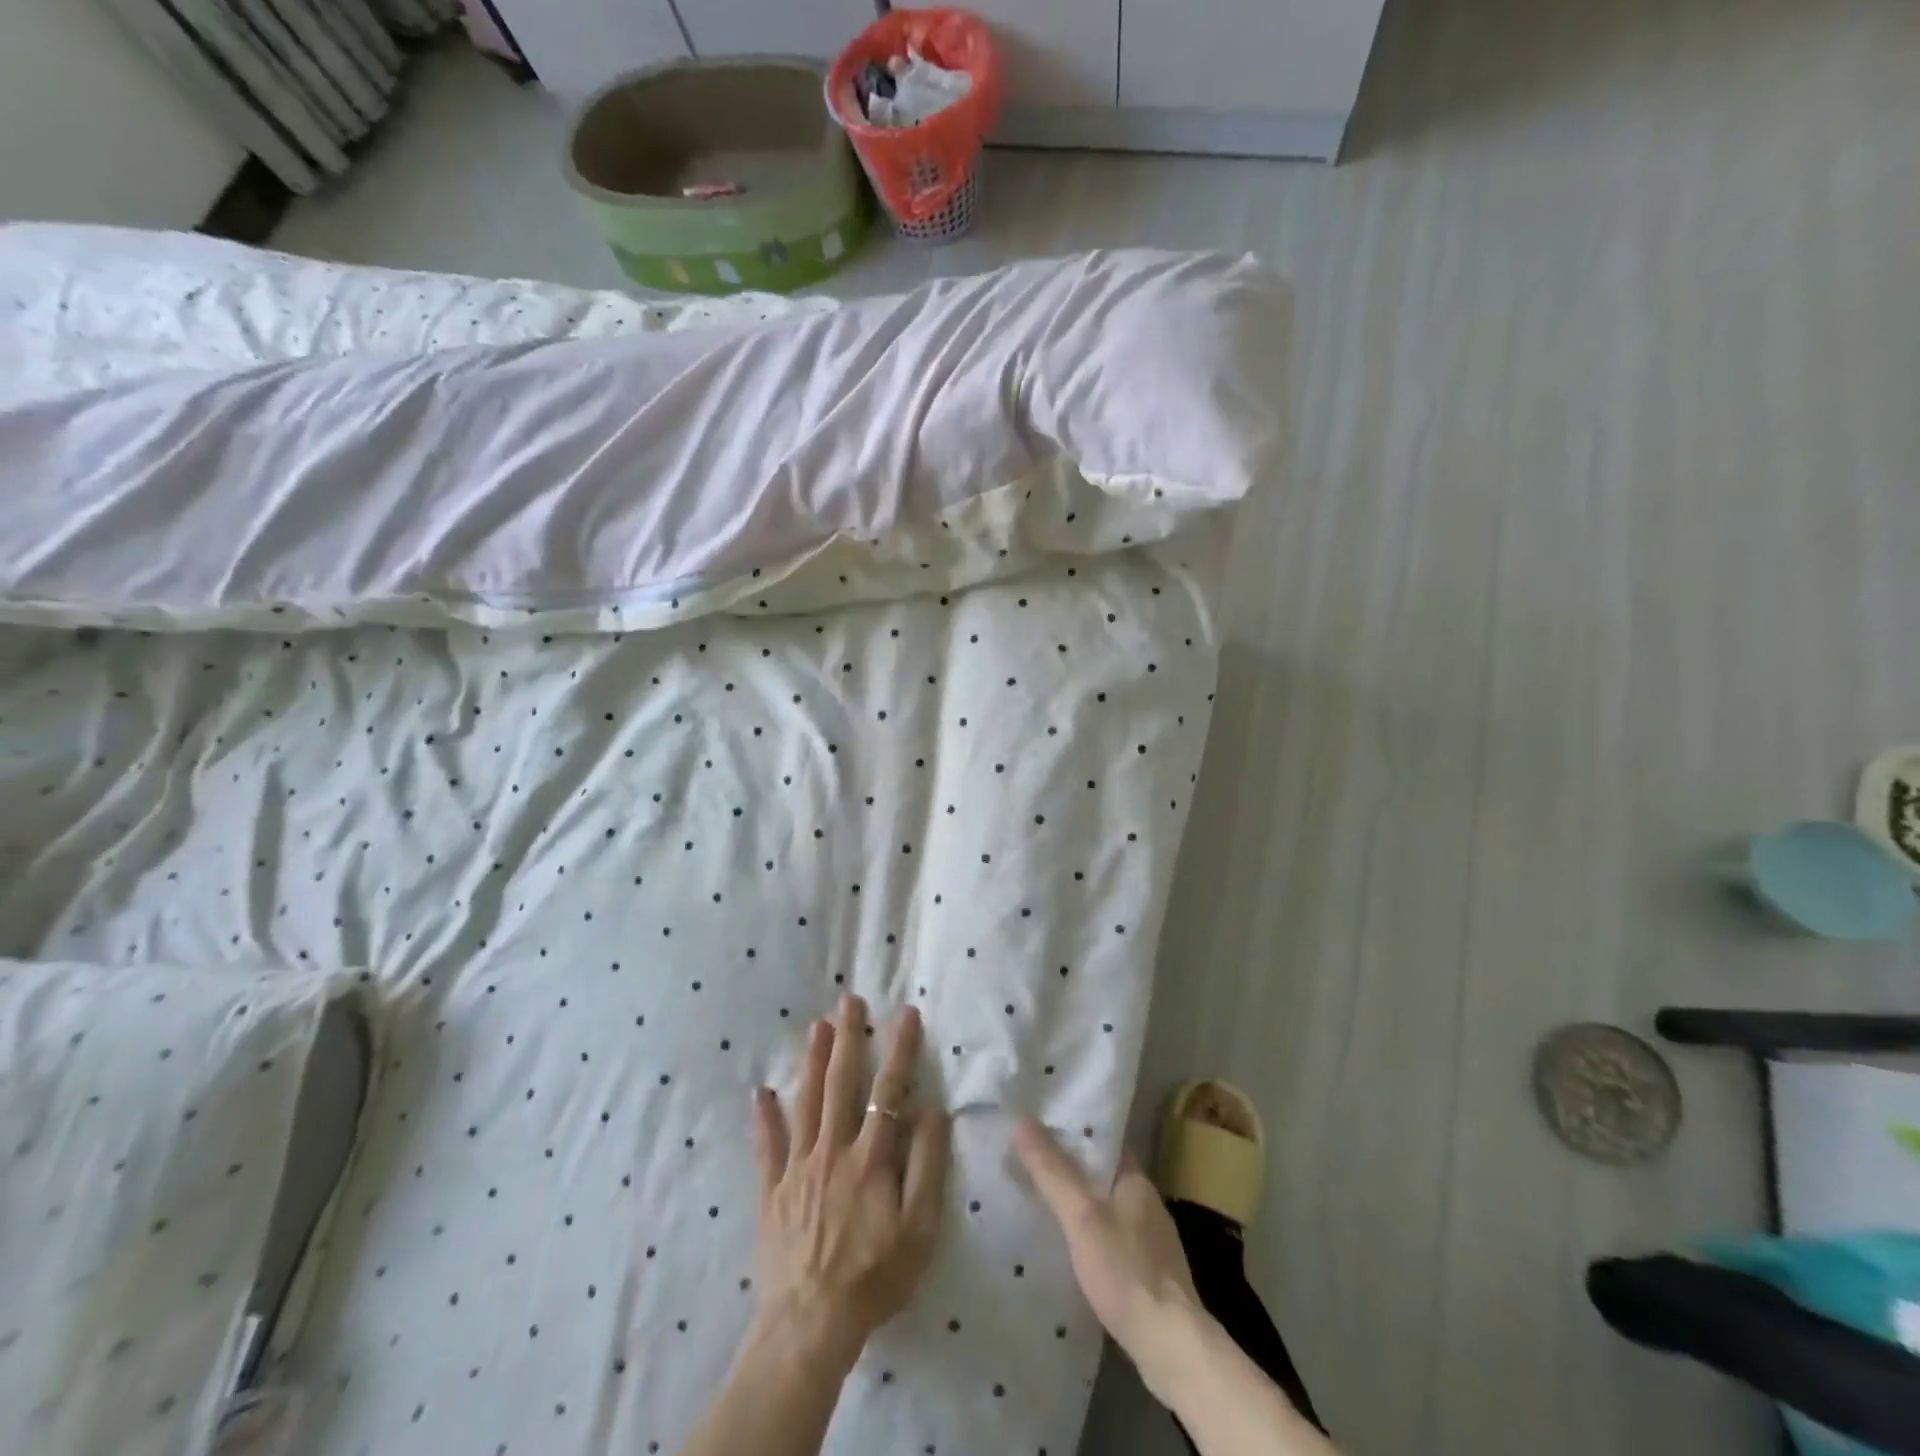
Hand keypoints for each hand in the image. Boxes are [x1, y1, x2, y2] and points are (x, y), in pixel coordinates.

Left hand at [748, 995, 950, 1375]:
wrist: (810, 1324)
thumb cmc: (874, 1276)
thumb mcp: (920, 1229)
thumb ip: (927, 1166)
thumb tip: (932, 1111)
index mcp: (870, 1157)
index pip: (888, 1090)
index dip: (899, 1049)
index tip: (905, 1013)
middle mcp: (832, 1150)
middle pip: (840, 1083)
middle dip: (848, 1038)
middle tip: (849, 1000)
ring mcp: (797, 1167)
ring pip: (805, 1102)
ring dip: (811, 1061)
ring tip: (816, 1026)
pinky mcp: (772, 1191)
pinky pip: (766, 1147)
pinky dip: (763, 1117)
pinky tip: (760, 1091)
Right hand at [1013, 1117, 1202, 1402]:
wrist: (1171, 1347)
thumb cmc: (1126, 1271)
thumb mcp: (1081, 1216)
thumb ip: (1052, 1171)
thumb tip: (1022, 1122)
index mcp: (1136, 1180)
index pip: (1103, 1141)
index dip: (1073, 1132)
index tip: (1040, 1129)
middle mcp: (1147, 1203)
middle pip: (1103, 1174)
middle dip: (1072, 1169)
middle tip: (1032, 1164)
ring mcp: (1152, 1241)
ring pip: (1108, 1208)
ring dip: (1081, 1205)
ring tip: (1044, 1204)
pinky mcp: (1150, 1275)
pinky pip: (1114, 1239)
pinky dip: (1092, 1236)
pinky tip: (1072, 1250)